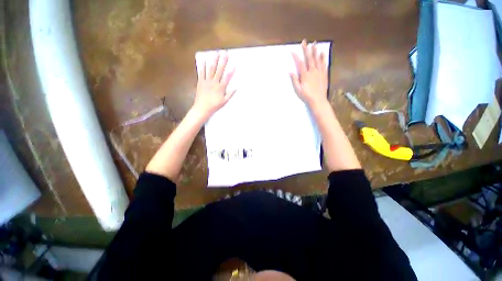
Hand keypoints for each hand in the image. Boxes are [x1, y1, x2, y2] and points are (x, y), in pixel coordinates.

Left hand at [193, 51, 235, 119]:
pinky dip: (203, 66)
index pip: (227, 78)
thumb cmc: (214, 106)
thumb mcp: (224, 101)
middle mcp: (214, 82)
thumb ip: (230, 94)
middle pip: (219, 70)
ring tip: (215, 53)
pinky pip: (201, 73)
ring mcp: (206, 81)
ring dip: (213, 61)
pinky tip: (204, 60)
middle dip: (223, 61)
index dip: (231, 71)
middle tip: (225, 53)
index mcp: (220, 88)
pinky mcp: (200, 82)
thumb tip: (236, 87)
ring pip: (210, 69)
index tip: (234, 64)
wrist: (202, 108)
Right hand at [290, 40, 328, 107]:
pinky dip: (323, 58)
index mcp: (305, 75)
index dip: (296, 57)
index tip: (292, 51)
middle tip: (304, 42)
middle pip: (309, 58)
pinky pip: (324, 64)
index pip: (300, 64)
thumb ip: (294, 80)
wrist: (318, 100)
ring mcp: (319, 72)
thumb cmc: (306, 96)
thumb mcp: (298, 90)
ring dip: (315, 51)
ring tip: (314, 43)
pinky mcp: (324, 74)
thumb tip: (290, 72)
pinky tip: (322, 53)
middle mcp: (313, 71)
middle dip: (306, 49)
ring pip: (317, 59)